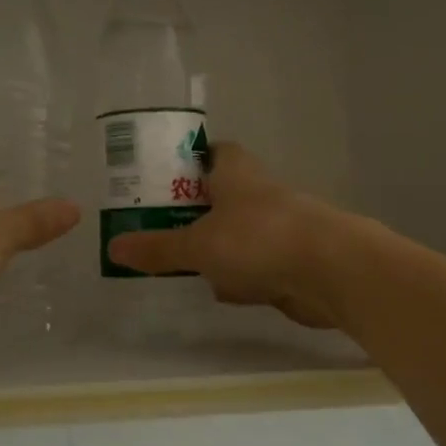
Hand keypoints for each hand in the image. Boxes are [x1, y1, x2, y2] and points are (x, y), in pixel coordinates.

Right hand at [106, 143, 340, 328]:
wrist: (332, 272)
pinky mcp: (292, 261)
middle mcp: (259, 193)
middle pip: (221, 196)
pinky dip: (242, 278)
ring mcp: (279, 228)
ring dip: (217, 248)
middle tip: (157, 228)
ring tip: (180, 265)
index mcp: (237, 172)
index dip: (188, 160)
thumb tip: (113, 247)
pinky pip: (257, 266)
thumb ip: (158, 248)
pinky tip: (224, 294)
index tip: (161, 177)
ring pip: (238, 234)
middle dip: (194, 213)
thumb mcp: (198, 245)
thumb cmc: (259, 239)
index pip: (212, 151)